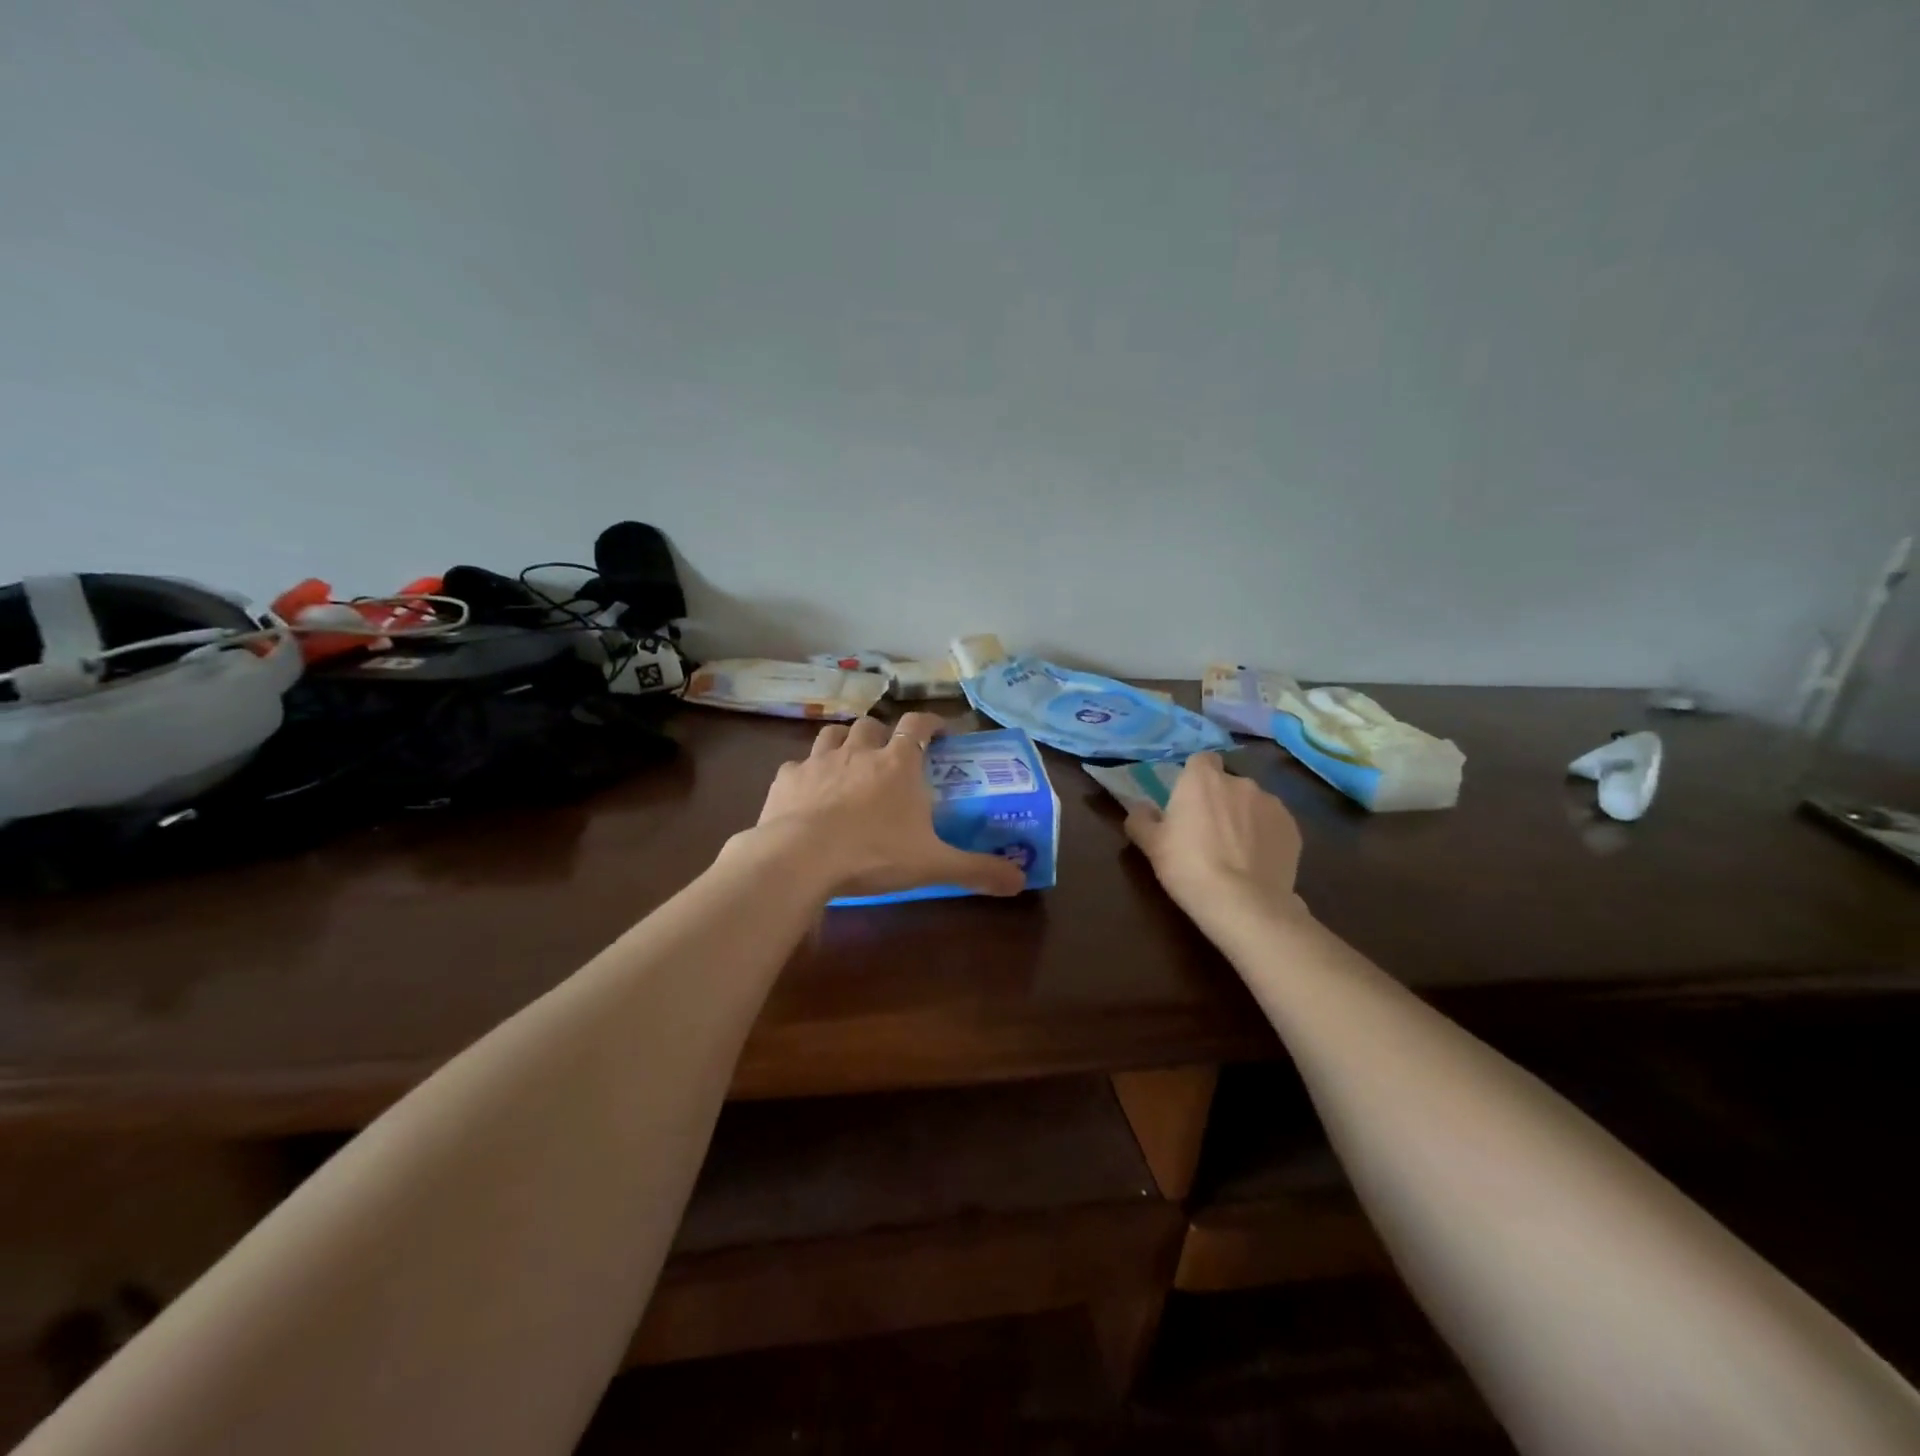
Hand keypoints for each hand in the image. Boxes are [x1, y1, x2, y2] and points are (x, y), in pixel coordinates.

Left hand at [748, 712, 1026, 899]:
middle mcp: (859, 752)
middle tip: (890, 755)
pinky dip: (807, 773)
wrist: (800, 858)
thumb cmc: (874, 854)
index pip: (918, 725)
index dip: (930, 723)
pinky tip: (808, 792)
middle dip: (883, 734)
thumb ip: (976, 869)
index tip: (940, 731)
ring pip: (833, 734)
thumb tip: (1020, 880)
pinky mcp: (787, 779)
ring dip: (844, 743)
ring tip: (850, 762)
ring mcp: (819, 761)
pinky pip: (798, 765)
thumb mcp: (933, 865)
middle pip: (872, 725)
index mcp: (897, 764)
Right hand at [1124, 753, 1306, 926]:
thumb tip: (1139, 808)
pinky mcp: (1293, 828)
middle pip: (1228, 783)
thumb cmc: (1188, 867)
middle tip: (1208, 832)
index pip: (1201, 760)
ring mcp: (1272, 804)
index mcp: (1202, 779)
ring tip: (1236, 851)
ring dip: (1244, 818)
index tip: (1189, 800)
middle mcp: (1240, 782)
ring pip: (1253, 804)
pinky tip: (1256, 862)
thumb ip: (1141, 819)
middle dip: (1220, 800)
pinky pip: (1274, 825)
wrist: (1243, 903)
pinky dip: (1266, 836)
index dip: (1196, 777)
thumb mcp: (1151, 845)